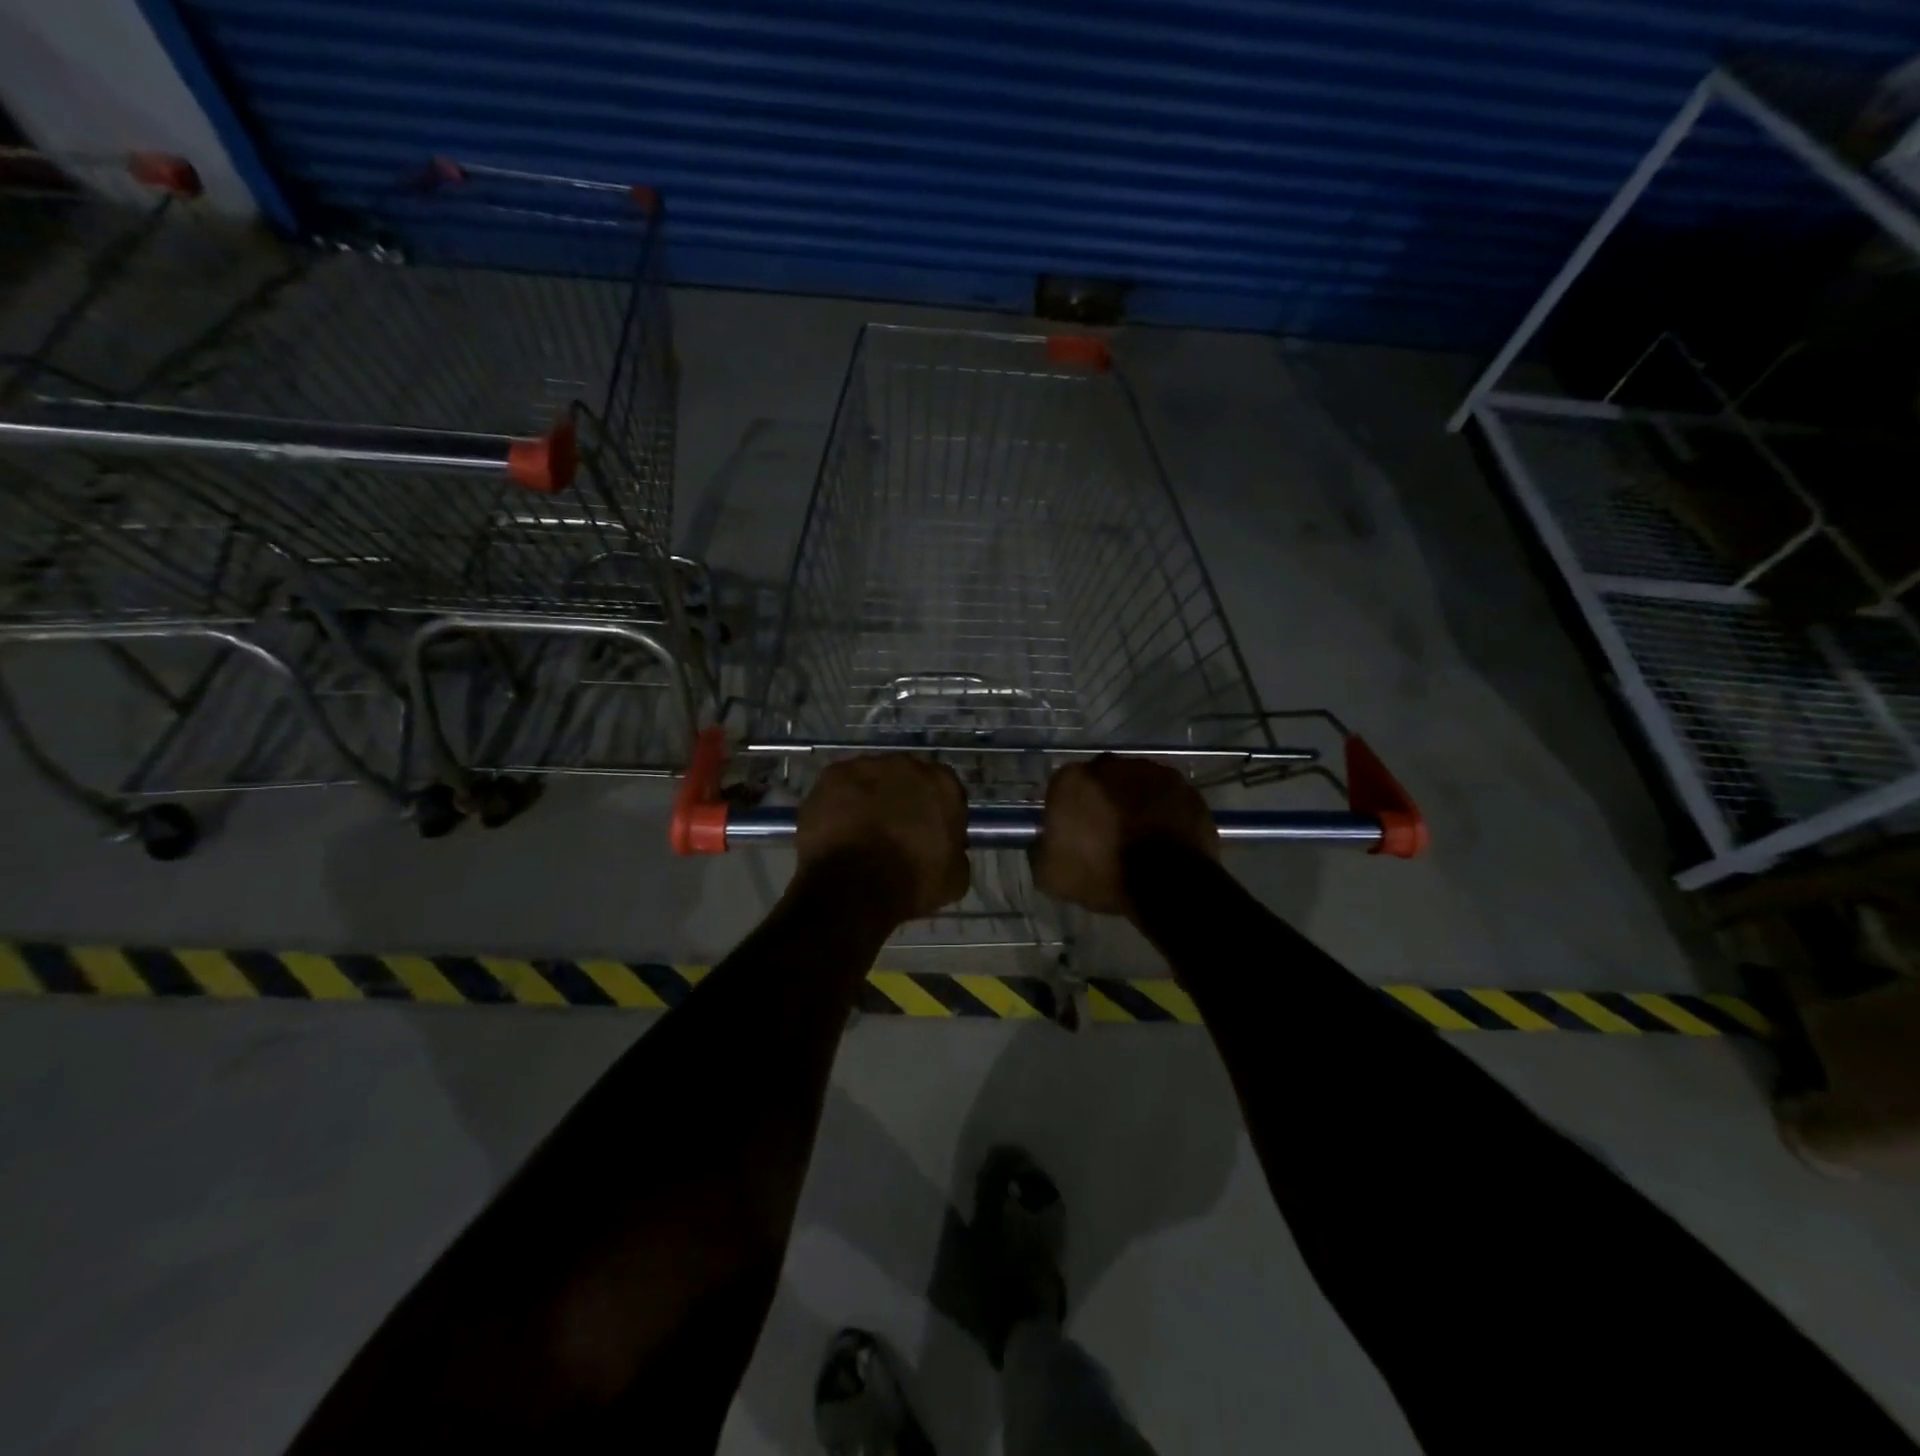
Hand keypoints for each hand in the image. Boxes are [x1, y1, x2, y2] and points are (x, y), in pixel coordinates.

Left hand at [795, 755, 969, 921]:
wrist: (854, 887)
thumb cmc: (912, 883)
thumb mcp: (955, 877)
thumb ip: (955, 850)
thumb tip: (948, 847)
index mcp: (943, 784)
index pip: (945, 791)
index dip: (936, 812)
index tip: (930, 833)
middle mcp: (907, 765)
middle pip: (907, 778)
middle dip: (902, 798)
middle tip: (894, 830)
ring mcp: (866, 766)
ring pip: (872, 778)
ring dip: (870, 797)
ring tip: (860, 830)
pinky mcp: (832, 775)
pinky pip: (841, 786)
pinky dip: (840, 802)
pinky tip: (837, 828)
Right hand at [1030, 755, 1218, 916]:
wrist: (1167, 882)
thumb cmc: (1102, 873)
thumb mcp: (1051, 875)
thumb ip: (1039, 850)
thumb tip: (1043, 842)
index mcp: (1073, 780)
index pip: (1063, 787)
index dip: (1068, 810)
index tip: (1074, 834)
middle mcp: (1112, 765)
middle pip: (1101, 779)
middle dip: (1102, 799)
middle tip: (1107, 833)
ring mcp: (1153, 772)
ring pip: (1136, 783)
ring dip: (1134, 802)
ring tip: (1140, 835)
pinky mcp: (1185, 787)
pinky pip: (1167, 797)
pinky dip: (1164, 811)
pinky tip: (1164, 836)